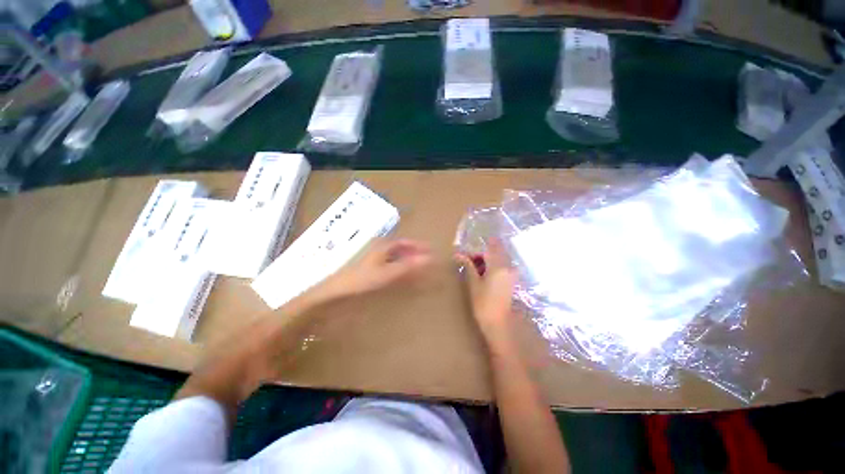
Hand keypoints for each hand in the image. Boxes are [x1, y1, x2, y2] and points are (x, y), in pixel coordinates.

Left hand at [311, 239, 432, 302]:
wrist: (336, 292)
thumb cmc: (361, 279)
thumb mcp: (387, 273)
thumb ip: (407, 266)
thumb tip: (429, 258)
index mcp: (381, 246)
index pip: (403, 242)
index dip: (417, 245)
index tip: (431, 250)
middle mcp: (377, 251)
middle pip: (399, 250)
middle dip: (413, 254)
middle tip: (428, 262)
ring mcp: (371, 262)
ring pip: (393, 260)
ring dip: (406, 264)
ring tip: (418, 271)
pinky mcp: (367, 273)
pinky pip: (388, 269)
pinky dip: (398, 272)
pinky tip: (402, 279)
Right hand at [455, 239, 517, 338]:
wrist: (499, 322)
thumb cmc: (484, 304)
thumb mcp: (473, 284)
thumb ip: (469, 266)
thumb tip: (459, 254)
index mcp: (498, 265)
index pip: (491, 246)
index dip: (479, 247)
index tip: (468, 254)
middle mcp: (508, 266)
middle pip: (496, 252)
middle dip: (483, 255)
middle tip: (470, 264)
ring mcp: (513, 273)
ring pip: (500, 259)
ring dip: (489, 262)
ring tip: (476, 273)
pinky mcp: (513, 280)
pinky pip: (503, 267)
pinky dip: (494, 268)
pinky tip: (485, 278)